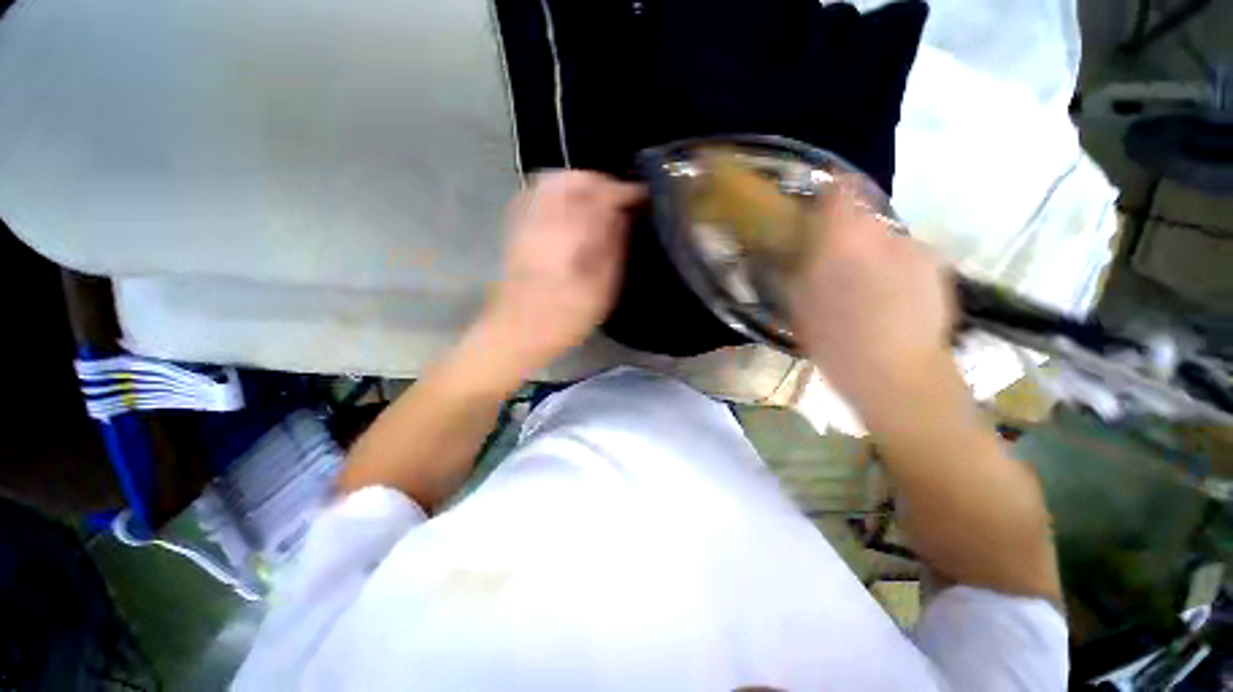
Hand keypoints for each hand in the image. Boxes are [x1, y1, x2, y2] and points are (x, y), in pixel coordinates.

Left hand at [477, 171, 643, 376]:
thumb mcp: (600, 288)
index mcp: (568, 230)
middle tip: (619, 196)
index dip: (624, 191)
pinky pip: (535, 194)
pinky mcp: (515, 229)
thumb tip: (621, 216)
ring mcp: (525, 220)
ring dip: (577, 183)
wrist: (514, 334)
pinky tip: (569, 208)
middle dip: (599, 181)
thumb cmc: (562, 317)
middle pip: (570, 179)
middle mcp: (544, 217)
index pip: (600, 194)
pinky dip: (556, 192)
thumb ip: (612, 245)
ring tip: (597, 200)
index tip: (642, 196)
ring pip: (550, 183)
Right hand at [789, 184, 955, 416]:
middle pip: (867, 218)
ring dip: (887, 259)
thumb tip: (804, 247)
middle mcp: (881, 229)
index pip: (839, 186)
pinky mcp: (940, 269)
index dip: (832, 194)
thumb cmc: (842, 346)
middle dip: (859, 237)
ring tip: (886, 298)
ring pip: (894, 243)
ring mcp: (914, 248)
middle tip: (854, 271)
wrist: (902, 378)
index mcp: (842, 233)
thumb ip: (802, 266)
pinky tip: (909, 309)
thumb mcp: (803, 307)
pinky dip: (912, 278)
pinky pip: (917, 263)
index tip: (825, 213)